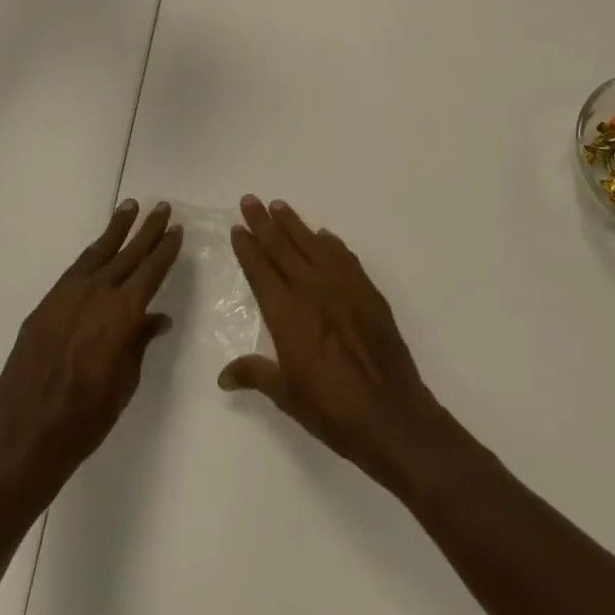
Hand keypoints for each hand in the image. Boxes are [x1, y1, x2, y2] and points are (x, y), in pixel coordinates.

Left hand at [0, 200, 182, 513]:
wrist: (24, 436)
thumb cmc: (86, 418)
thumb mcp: (125, 382)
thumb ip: (139, 342)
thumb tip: (156, 319)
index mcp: (122, 313)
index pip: (151, 271)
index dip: (166, 250)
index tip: (177, 230)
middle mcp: (96, 295)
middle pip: (127, 254)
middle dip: (147, 230)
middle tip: (162, 207)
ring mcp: (66, 297)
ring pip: (97, 253)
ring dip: (116, 230)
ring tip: (129, 207)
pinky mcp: (45, 307)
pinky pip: (74, 271)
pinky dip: (90, 255)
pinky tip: (98, 249)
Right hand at [219, 196, 452, 493]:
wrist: (390, 414)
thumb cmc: (332, 409)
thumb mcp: (287, 395)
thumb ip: (256, 375)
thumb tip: (223, 375)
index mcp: (286, 313)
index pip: (260, 270)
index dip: (248, 248)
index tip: (238, 228)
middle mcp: (312, 290)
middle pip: (283, 248)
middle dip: (264, 223)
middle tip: (250, 200)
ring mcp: (343, 287)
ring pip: (313, 245)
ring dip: (294, 224)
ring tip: (279, 207)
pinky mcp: (367, 292)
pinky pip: (345, 258)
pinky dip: (331, 244)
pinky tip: (324, 236)